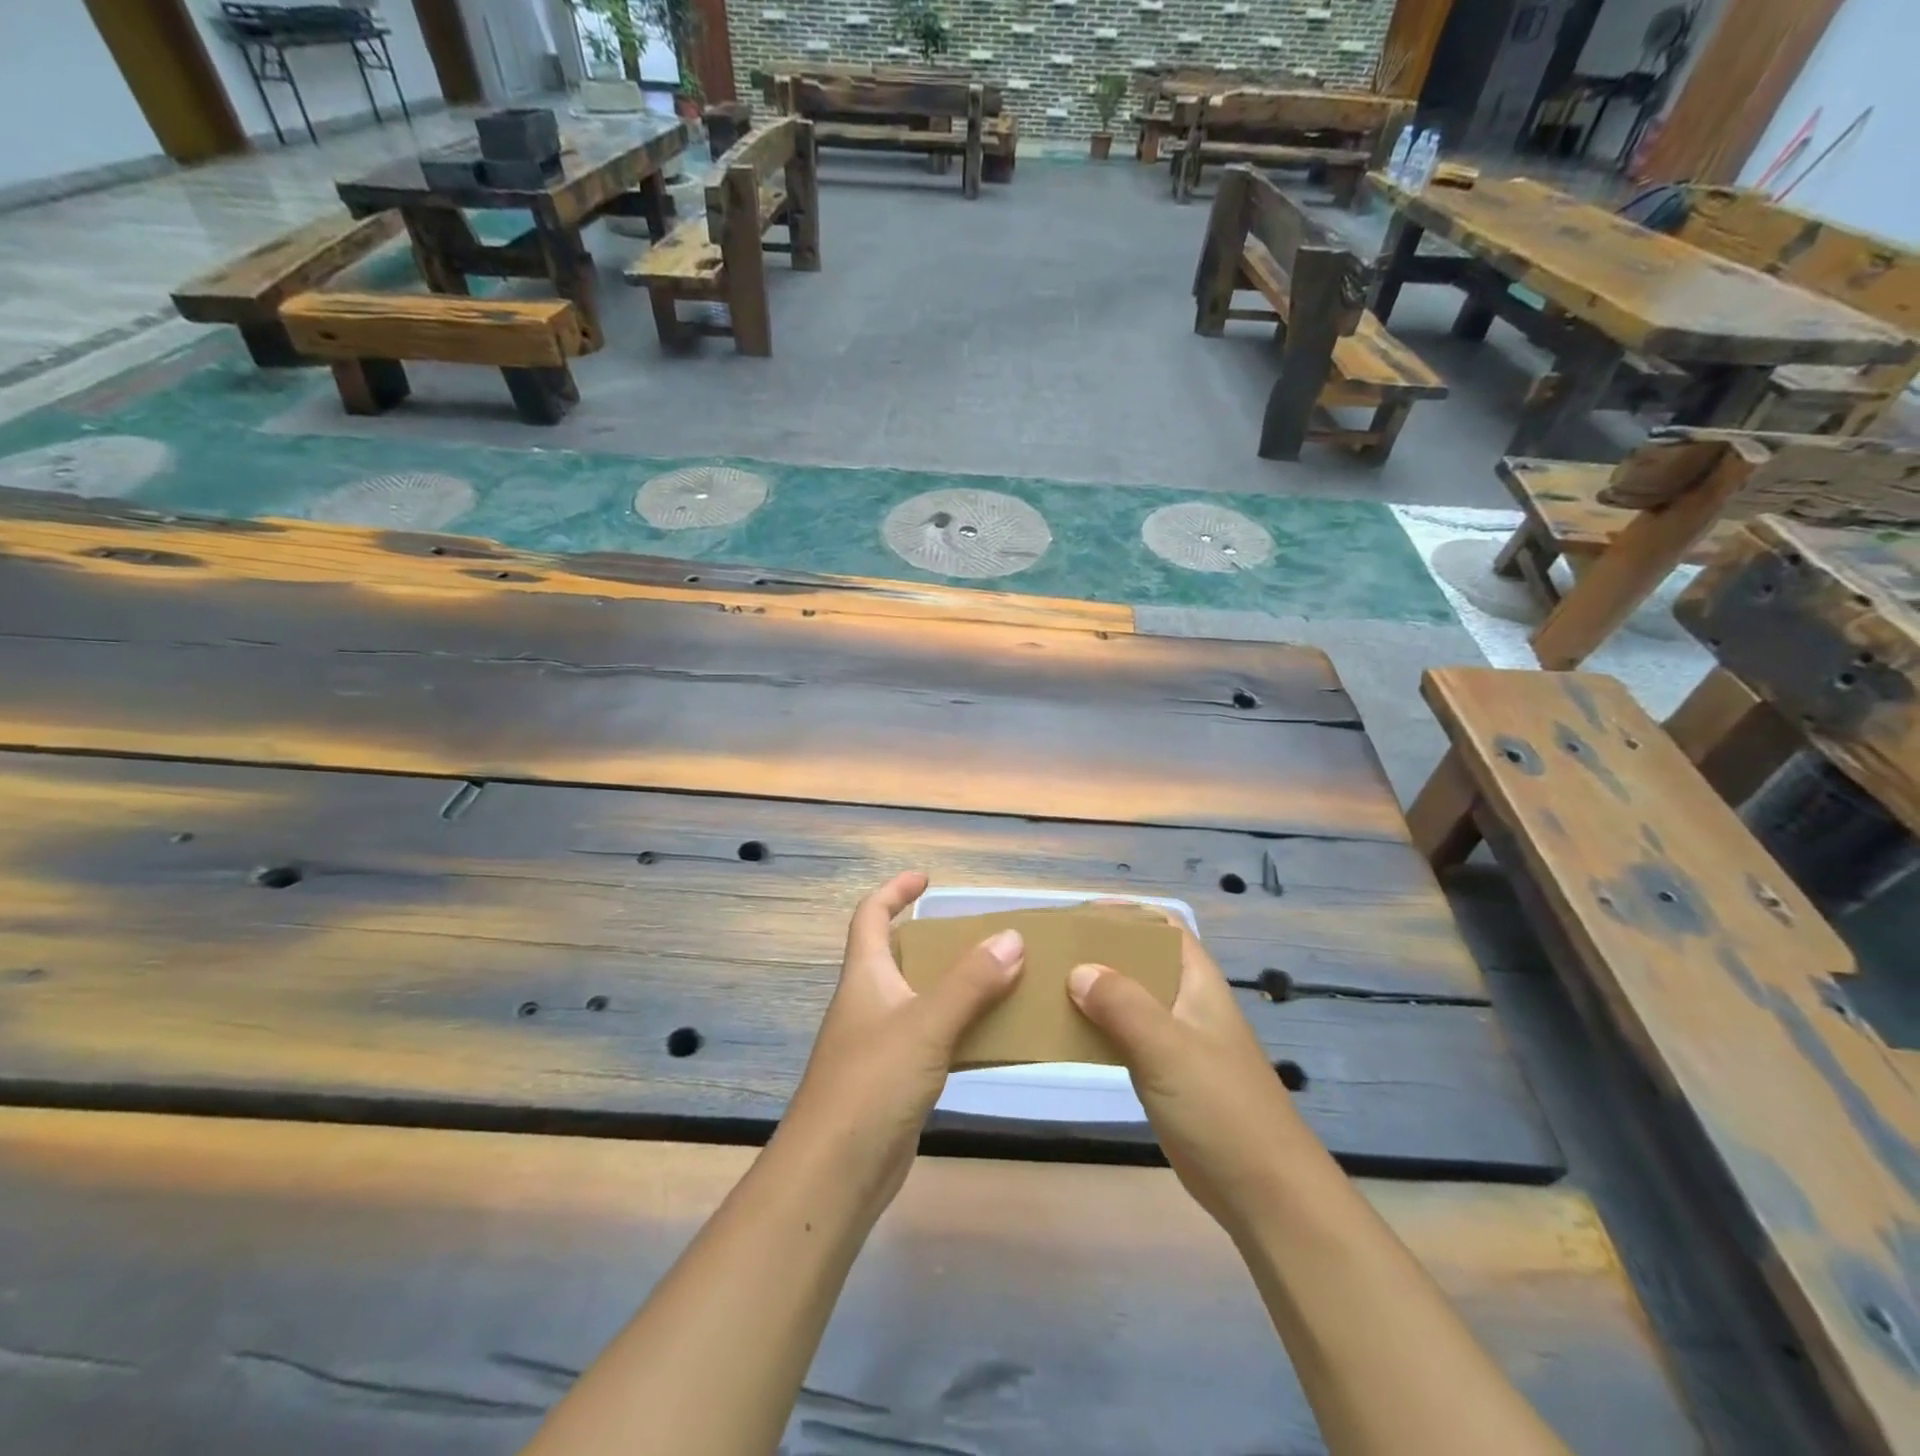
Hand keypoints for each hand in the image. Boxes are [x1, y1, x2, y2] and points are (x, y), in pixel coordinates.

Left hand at [778, 871, 1025, 1216]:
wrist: (834, 1174)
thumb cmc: (872, 1084)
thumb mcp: (926, 1024)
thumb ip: (970, 982)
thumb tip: (1012, 937)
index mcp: (865, 976)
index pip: (871, 916)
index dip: (894, 891)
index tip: (927, 879)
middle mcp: (870, 1003)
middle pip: (900, 956)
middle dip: (937, 941)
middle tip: (983, 937)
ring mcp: (880, 1045)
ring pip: (921, 999)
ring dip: (955, 987)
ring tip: (1002, 980)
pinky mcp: (894, 1082)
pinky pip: (932, 1040)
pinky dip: (959, 1030)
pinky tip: (991, 1037)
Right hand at [1067, 918, 1326, 1234]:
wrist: (1264, 1192)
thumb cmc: (1220, 1108)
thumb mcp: (1167, 1048)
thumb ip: (1122, 1004)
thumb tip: (1077, 970)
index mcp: (1197, 982)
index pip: (1163, 925)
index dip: (1126, 913)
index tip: (1078, 916)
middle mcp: (1186, 1002)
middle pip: (1141, 960)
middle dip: (1100, 950)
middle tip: (1052, 951)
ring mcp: (1176, 1040)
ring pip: (1129, 999)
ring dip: (1094, 990)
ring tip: (1047, 986)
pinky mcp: (1164, 1075)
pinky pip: (1124, 1036)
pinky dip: (1097, 1028)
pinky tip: (1066, 1033)